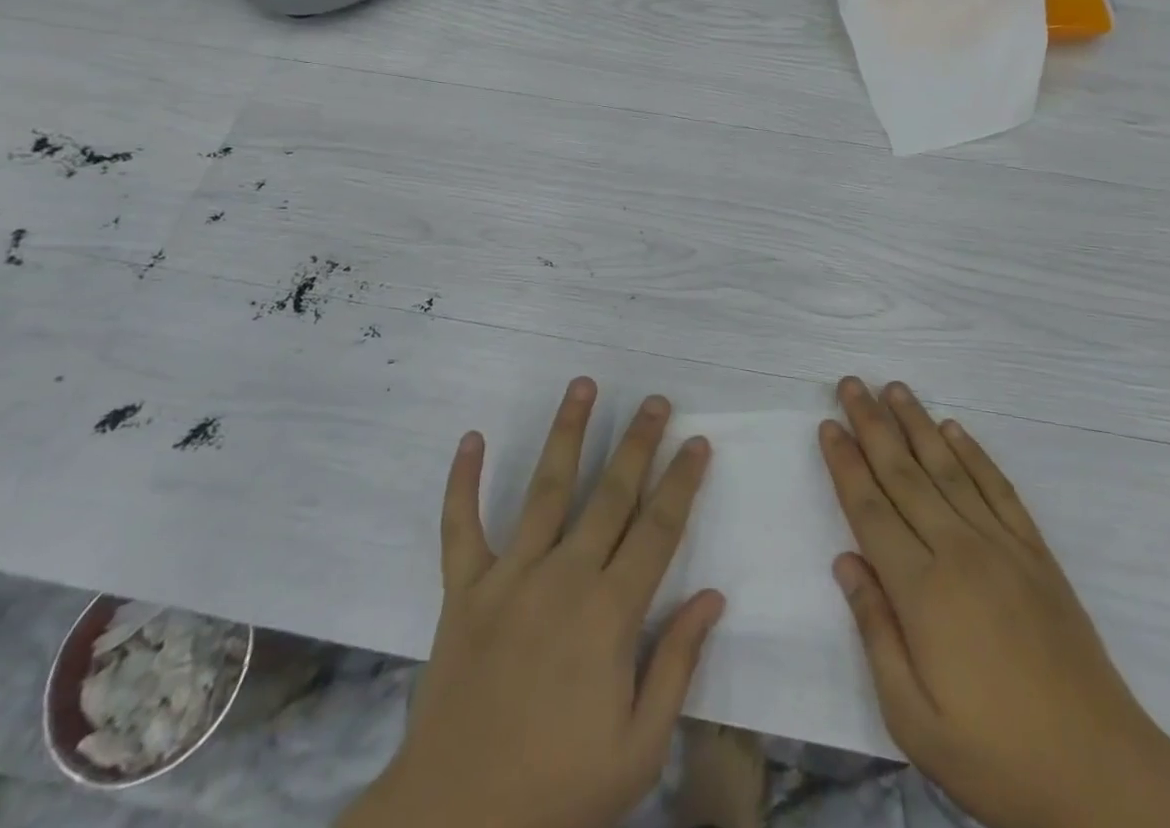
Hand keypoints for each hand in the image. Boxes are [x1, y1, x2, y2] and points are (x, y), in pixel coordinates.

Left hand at [341, 379, 724, 827]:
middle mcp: (564, 577)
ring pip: (545, 488)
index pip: (658, 529)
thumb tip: (712, 596)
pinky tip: (471, 437)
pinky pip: (460, 526)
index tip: (698, 442)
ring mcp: (509, 577)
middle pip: (611, 494)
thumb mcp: (639, 748)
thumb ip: (678, 665)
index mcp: (610, 613)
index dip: (681, 481)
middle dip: (638, 442)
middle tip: (655, 400)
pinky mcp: (463, 590)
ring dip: (567, 432)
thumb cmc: (559, 790)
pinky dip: (462, 481)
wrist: (456, 825)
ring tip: (582, 385)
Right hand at [821, 378, 1169, 827]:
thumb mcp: (914, 720)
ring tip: (895, 388)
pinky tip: (955, 429)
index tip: (828, 425)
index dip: (846, 463)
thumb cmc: (997, 757)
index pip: (870, 509)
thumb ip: (875, 632)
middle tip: (851, 384)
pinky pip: (998, 488)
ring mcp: (1002, 546)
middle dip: (872, 425)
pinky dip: (974, 453)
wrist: (1103, 775)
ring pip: (948, 468)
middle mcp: (958, 551)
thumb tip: (845, 562)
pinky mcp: (1036, 553)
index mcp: (922, 591)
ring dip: (917, 423)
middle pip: (904, 473)